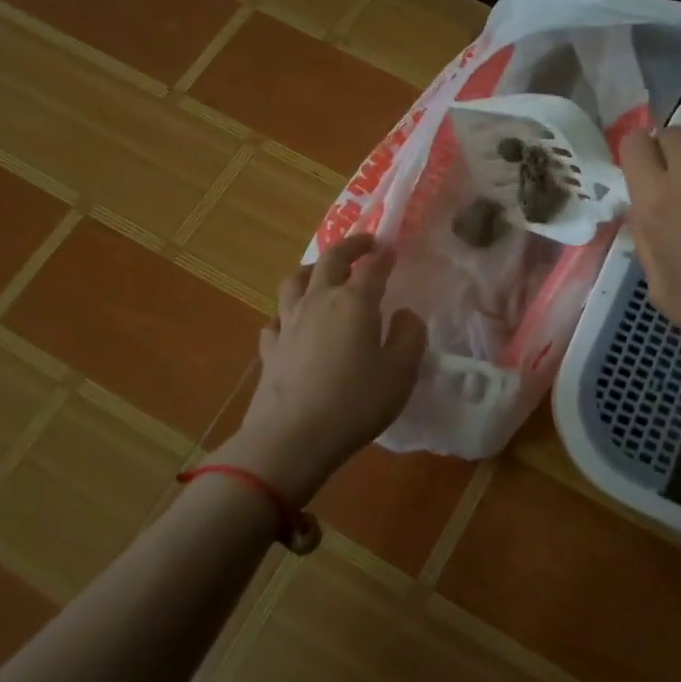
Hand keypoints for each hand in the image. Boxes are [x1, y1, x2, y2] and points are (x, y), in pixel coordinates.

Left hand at [224, 235, 426, 503]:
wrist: (292, 437)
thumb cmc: (355, 403)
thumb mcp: (401, 373)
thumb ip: (410, 337)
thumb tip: (406, 314)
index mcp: (355, 302)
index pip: (372, 266)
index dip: (384, 254)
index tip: (392, 248)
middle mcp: (319, 301)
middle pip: (330, 260)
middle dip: (349, 247)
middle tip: (364, 244)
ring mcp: (288, 323)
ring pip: (294, 281)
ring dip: (310, 270)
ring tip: (320, 273)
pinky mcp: (270, 348)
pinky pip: (276, 319)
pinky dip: (287, 313)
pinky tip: (292, 323)